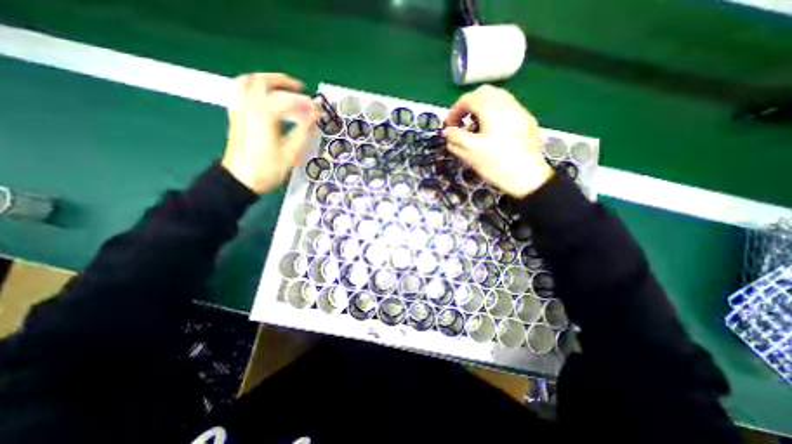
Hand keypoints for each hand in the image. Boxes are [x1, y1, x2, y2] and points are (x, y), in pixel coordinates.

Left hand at [220, 73, 318, 194]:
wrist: (240, 180)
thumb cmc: (267, 168)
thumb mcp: (291, 152)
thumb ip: (304, 131)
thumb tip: (314, 117)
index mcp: (263, 114)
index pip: (287, 100)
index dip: (305, 104)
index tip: (317, 110)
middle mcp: (248, 106)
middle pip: (263, 81)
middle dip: (283, 81)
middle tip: (299, 88)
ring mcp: (239, 110)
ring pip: (248, 82)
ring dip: (266, 81)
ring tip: (281, 88)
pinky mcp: (236, 117)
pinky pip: (240, 92)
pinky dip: (253, 89)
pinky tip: (264, 99)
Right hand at [444, 84, 552, 196]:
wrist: (528, 178)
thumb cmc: (496, 164)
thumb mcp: (470, 152)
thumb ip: (455, 138)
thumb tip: (447, 131)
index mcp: (492, 110)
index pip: (468, 99)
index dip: (454, 110)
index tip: (449, 126)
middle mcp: (507, 105)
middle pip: (484, 92)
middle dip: (469, 104)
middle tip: (461, 120)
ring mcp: (520, 112)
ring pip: (498, 97)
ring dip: (482, 106)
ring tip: (475, 125)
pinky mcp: (527, 121)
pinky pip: (508, 107)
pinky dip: (495, 112)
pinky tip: (492, 129)